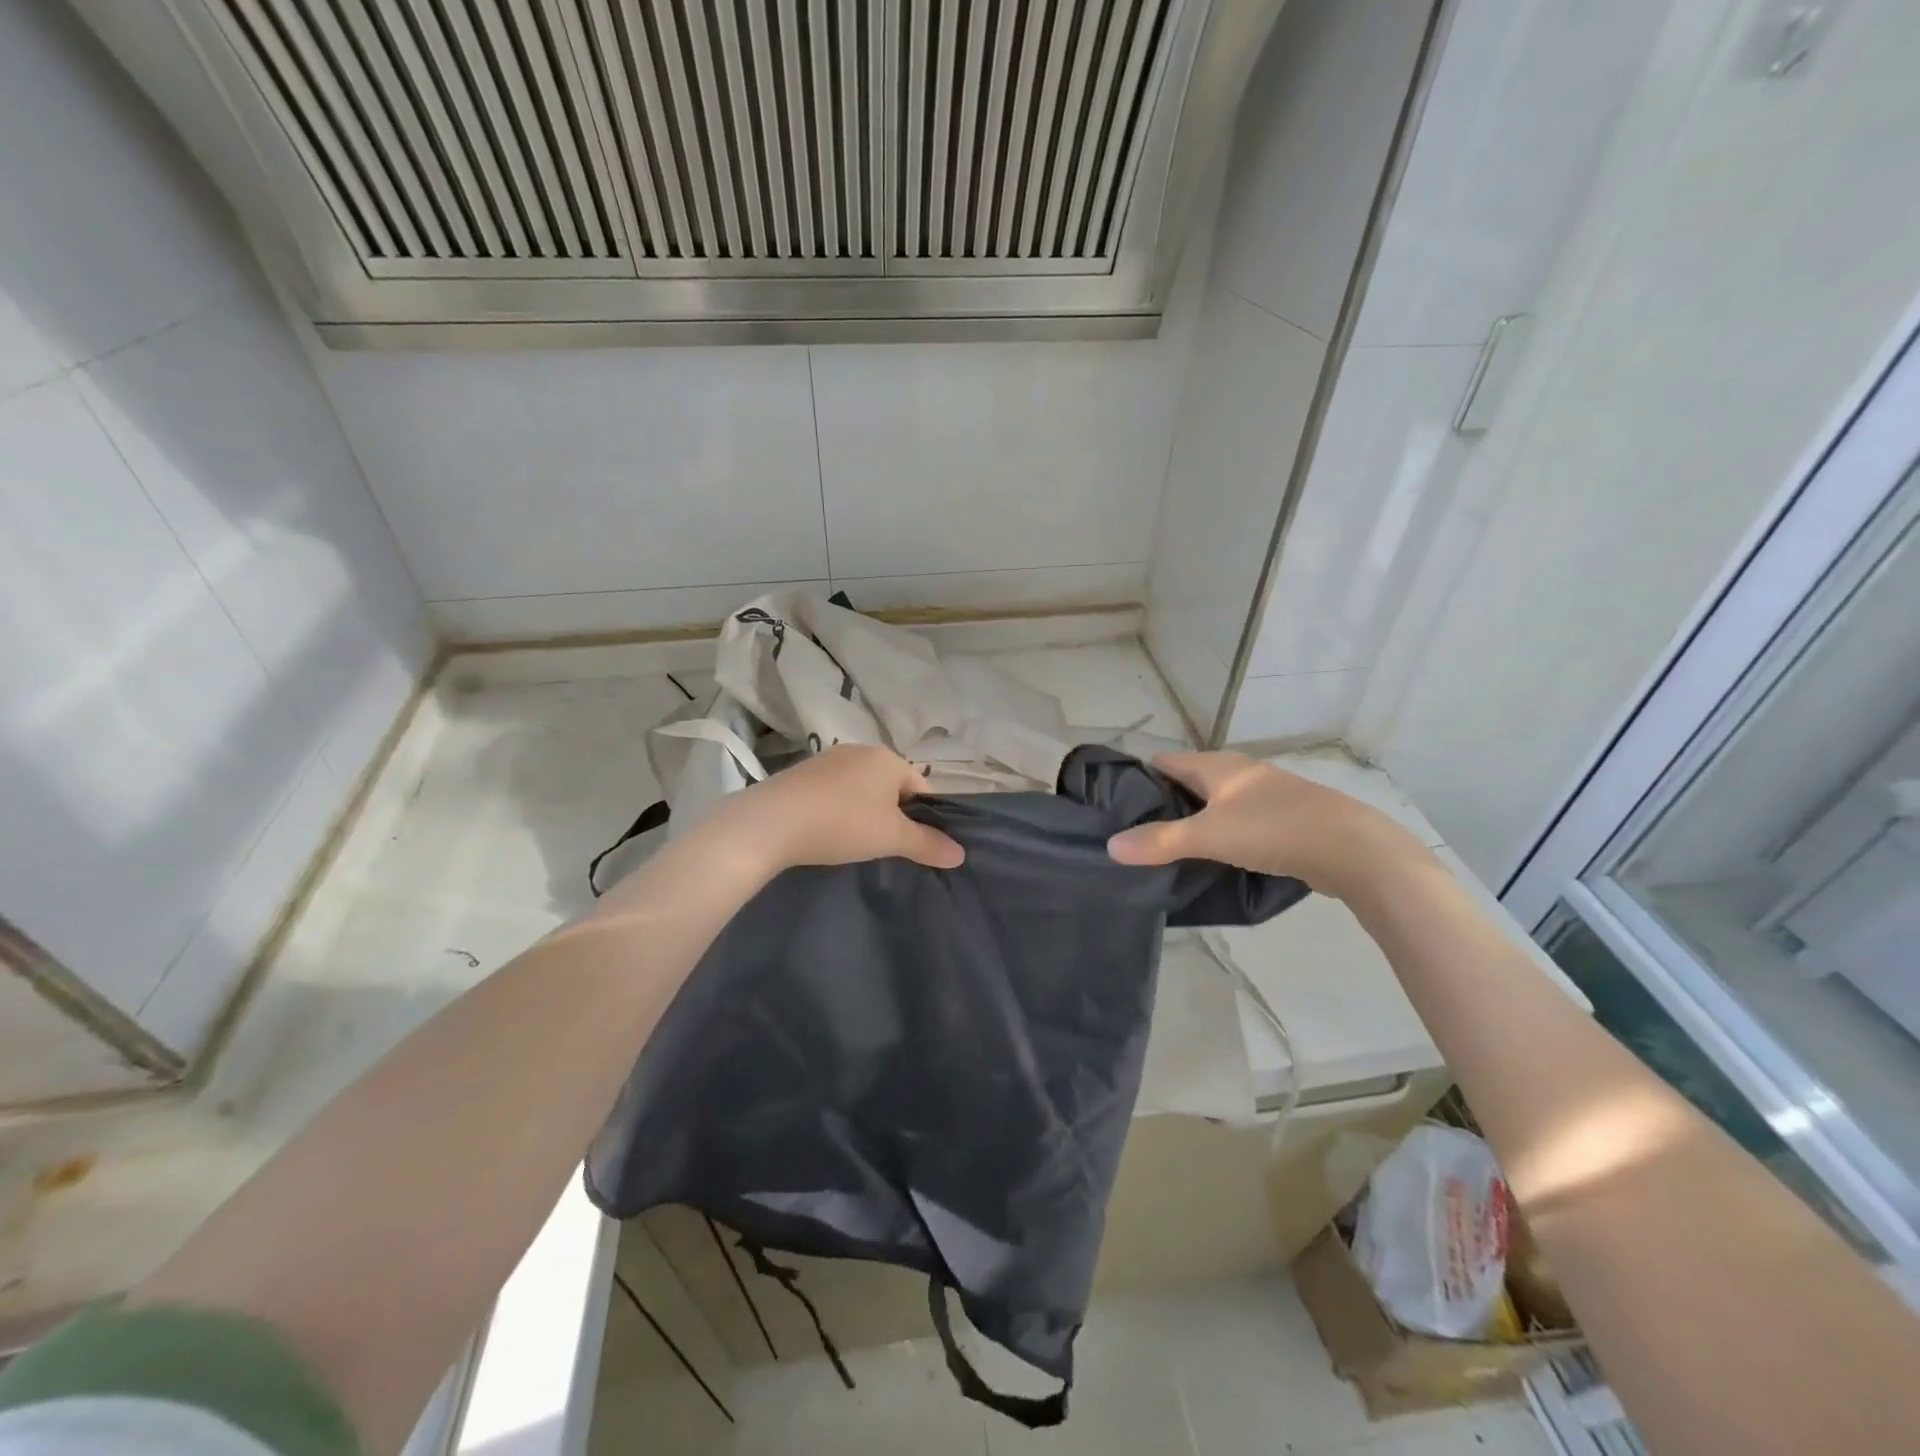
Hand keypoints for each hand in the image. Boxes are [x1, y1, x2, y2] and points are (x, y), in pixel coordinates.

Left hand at [712, 743, 964, 872]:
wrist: (771, 822)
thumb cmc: (843, 823)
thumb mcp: (891, 838)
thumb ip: (927, 844)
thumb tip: (960, 854)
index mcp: (888, 758)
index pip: (921, 786)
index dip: (925, 817)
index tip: (915, 845)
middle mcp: (861, 750)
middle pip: (891, 785)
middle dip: (893, 814)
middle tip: (886, 847)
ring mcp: (828, 759)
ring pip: (861, 788)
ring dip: (865, 812)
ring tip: (855, 842)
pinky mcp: (802, 773)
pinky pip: (834, 791)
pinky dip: (838, 809)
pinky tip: (828, 832)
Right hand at [1106, 751, 1425, 898]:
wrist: (1352, 849)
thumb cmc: (1273, 829)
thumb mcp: (1209, 835)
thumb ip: (1160, 841)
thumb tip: (1110, 845)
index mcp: (1218, 766)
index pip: (1165, 761)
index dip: (1138, 776)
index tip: (1111, 801)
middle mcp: (1239, 774)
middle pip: (1189, 782)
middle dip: (1162, 802)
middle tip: (1132, 831)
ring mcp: (1264, 796)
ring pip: (1214, 804)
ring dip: (1192, 821)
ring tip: (1163, 848)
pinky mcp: (1282, 821)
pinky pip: (1236, 823)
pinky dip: (1218, 835)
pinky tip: (1210, 858)